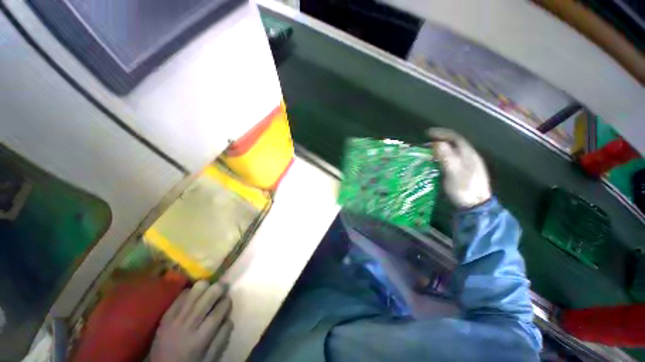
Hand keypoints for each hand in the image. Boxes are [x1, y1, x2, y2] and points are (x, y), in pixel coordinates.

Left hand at [151, 281, 232, 361]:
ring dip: (206, 286)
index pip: (218, 311)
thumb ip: (221, 338)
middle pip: (208, 296)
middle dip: (219, 288)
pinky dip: (190, 291)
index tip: (228, 300)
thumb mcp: (209, 358)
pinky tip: (194, 294)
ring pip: (195, 291)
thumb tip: (229, 318)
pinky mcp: (166, 316)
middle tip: (223, 287)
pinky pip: (180, 296)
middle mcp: (188, 325)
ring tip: (209, 288)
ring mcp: (175, 319)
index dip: (227, 302)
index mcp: (200, 338)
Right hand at [427, 128, 490, 208]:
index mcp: (468, 154)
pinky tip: (437, 165)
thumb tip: (436, 143)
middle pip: (454, 144)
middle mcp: (469, 157)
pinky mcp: (465, 173)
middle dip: (439, 142)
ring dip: (440, 151)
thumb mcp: (453, 172)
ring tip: (428, 154)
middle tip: (426, 146)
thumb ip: (445, 156)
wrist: (476, 206)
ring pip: (453, 153)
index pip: (455, 137)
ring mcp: (468, 165)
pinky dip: (443, 159)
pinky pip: (452, 161)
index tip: (428, 134)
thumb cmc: (464, 188)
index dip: (441, 133)